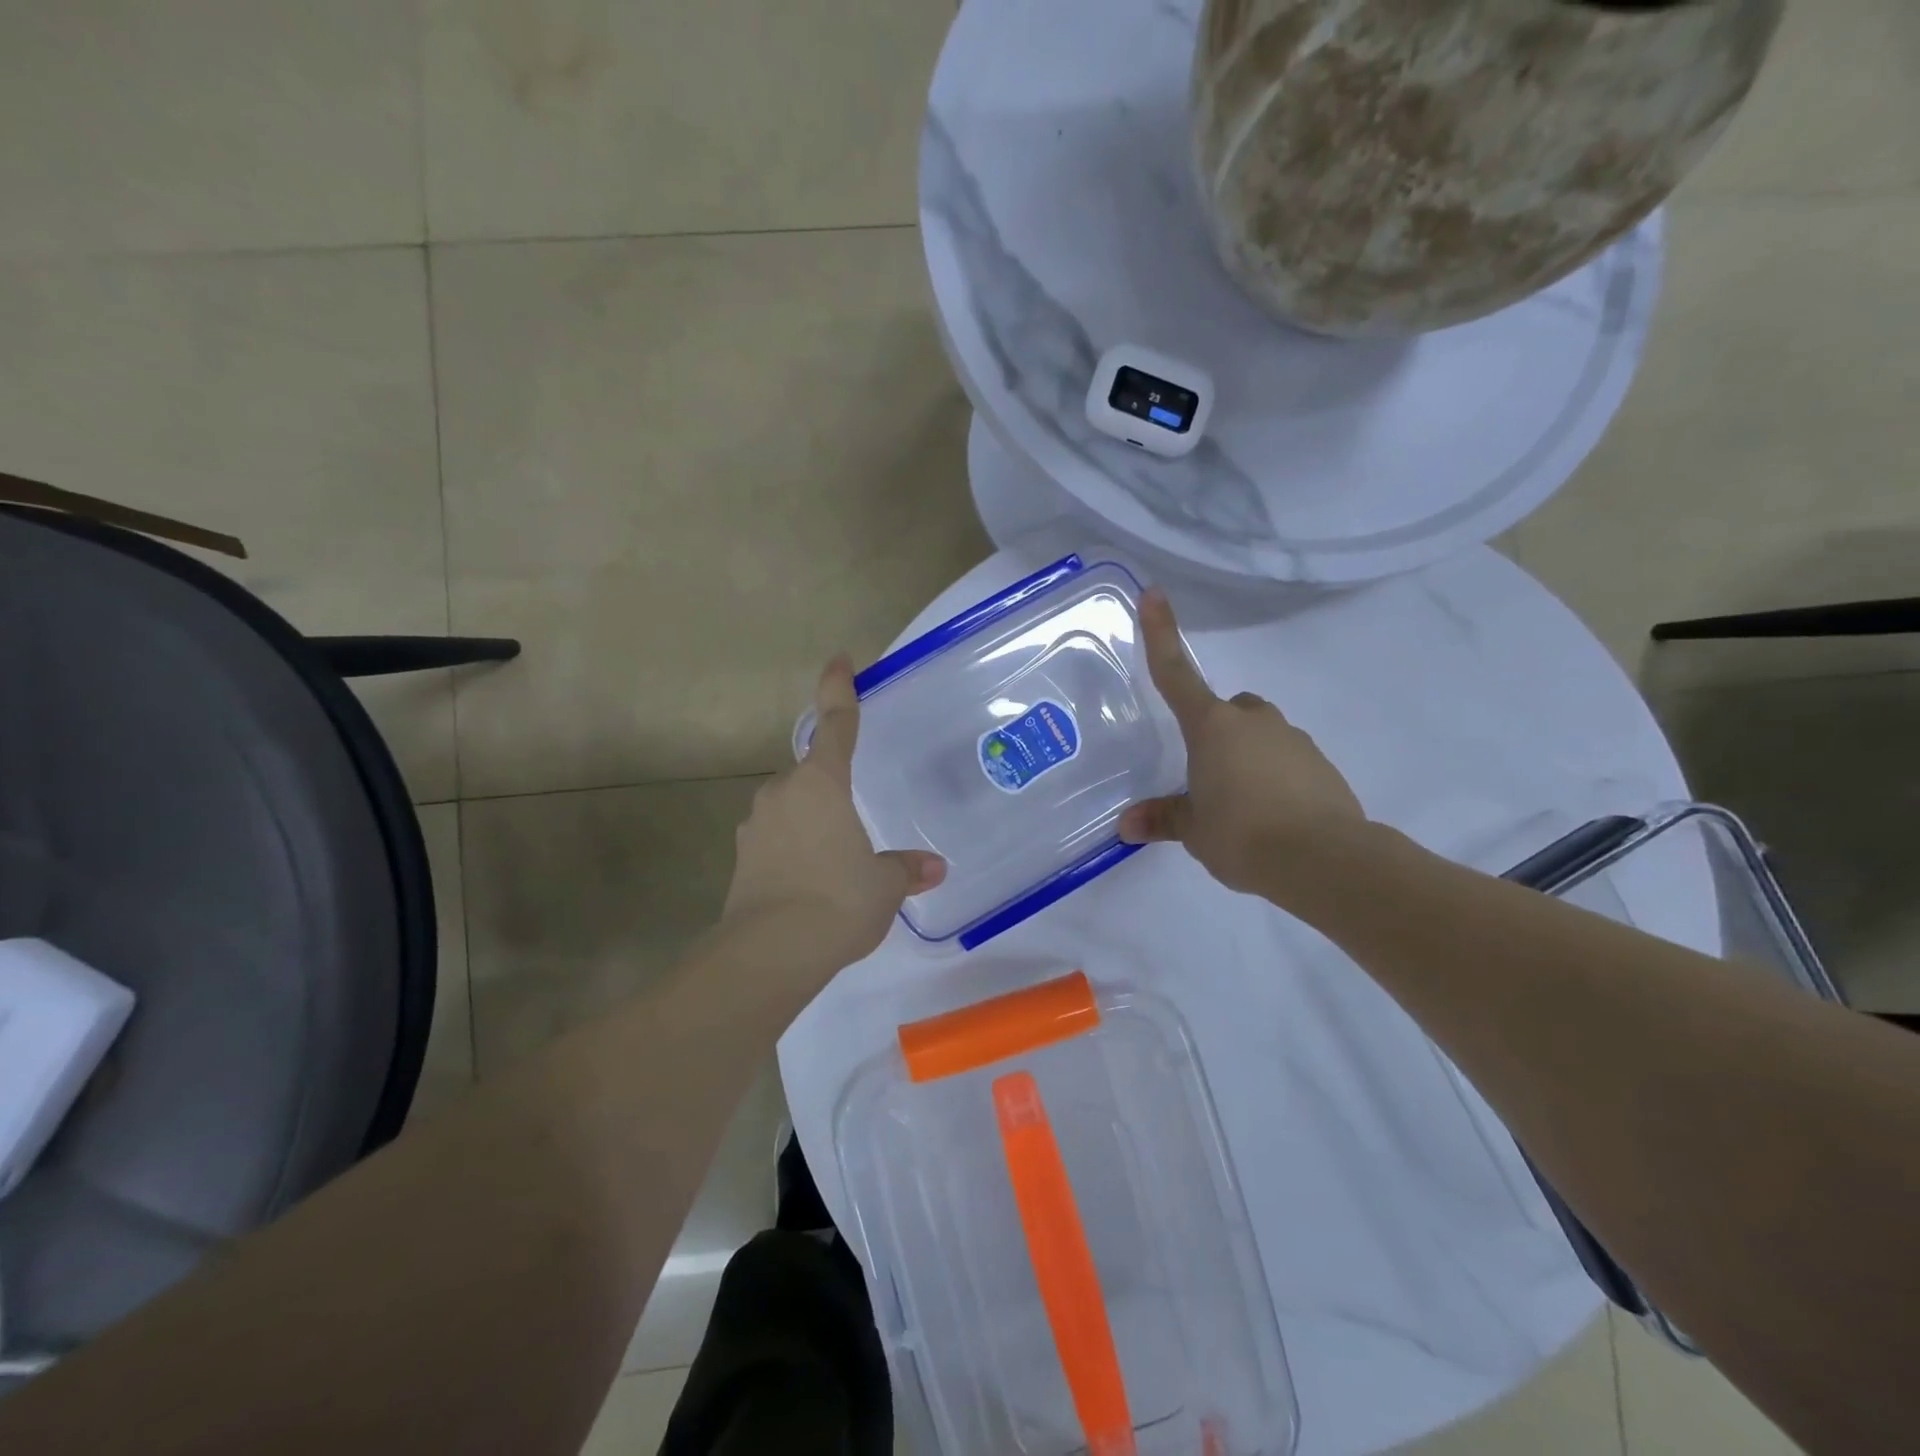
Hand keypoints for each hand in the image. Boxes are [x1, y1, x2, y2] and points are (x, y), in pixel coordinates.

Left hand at [721, 656, 945, 971]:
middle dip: (832, 788)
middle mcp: (783, 793)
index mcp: (821, 783)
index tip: (840, 659)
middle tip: (858, 821)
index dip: (839, 689)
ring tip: (839, 861)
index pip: (834, 724)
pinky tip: (813, 883)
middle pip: (812, 774)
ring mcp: (756, 824)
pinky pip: (777, 839)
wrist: (769, 953)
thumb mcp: (883, 884)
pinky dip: (795, 850)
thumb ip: (905, 868)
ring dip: (813, 822)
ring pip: (791, 808)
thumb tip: (933, 867)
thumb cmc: (837, 901)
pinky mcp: (742, 858)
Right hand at [1119, 588, 1366, 899]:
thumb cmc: (1242, 835)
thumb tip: (1126, 826)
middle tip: (1207, 772)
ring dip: (1247, 756)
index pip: (1176, 674)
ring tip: (1242, 806)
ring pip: (1261, 734)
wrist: (1324, 860)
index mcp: (1211, 727)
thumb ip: (1164, 819)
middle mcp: (1253, 721)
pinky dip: (1276, 777)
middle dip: (1216, 729)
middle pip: (1229, 708)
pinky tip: (1272, 816)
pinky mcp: (1322, 765)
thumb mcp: (1194, 831)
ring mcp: (1292, 739)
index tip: (1154, 593)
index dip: (1161, 634)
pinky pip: (1288, 760)